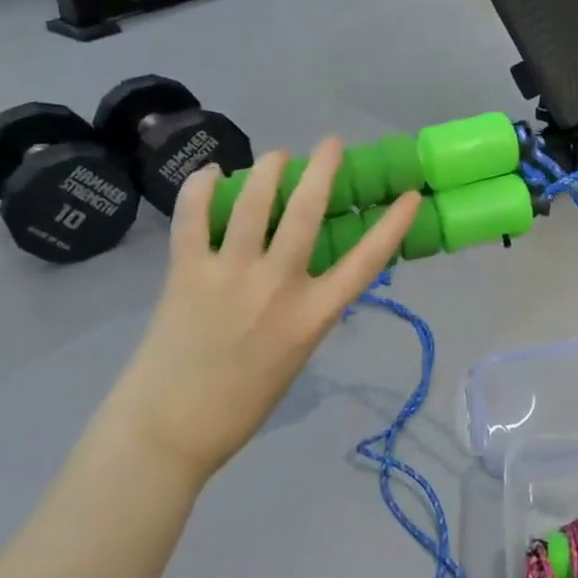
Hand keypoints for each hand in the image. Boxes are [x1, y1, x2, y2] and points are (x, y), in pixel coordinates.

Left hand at [100, 139, 419, 486]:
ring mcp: (230, 275)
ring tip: (276, 156)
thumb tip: (310, 269)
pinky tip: (210, 174)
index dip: (392, 224)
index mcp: (313, 315)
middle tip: (330, 144)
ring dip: (268, 168)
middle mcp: (278, 286)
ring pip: (254, 202)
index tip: (409, 195)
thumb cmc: (241, 402)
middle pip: (307, 211)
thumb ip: (307, 308)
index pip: (367, 260)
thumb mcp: (297, 354)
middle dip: (323, 168)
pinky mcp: (187, 273)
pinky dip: (201, 189)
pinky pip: (193, 218)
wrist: (168, 433)